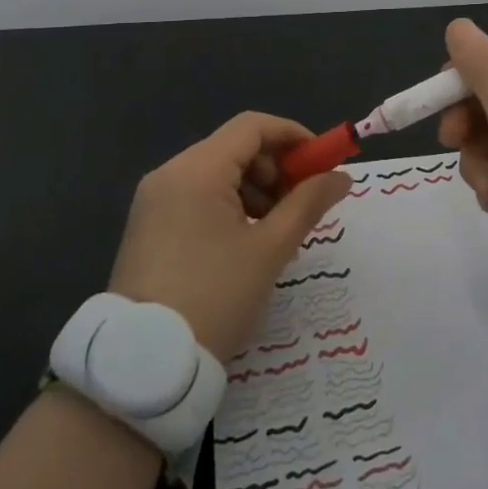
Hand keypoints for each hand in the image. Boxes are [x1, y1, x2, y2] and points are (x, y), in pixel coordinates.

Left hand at [109, 113, 351, 360]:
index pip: (252, 126)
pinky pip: (196, 194)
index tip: (322, 164)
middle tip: (301, 204)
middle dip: (275, 167)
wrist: (146, 362)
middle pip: (234, 147)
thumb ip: (308, 204)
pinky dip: (228, 204)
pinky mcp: (148, 223)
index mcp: (197, 170)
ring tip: (275, 229)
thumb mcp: (270, 250)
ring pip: (216, 171)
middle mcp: (170, 172)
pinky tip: (244, 240)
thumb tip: (341, 176)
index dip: (293, 137)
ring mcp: (154, 198)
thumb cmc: (215, 297)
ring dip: (254, 188)